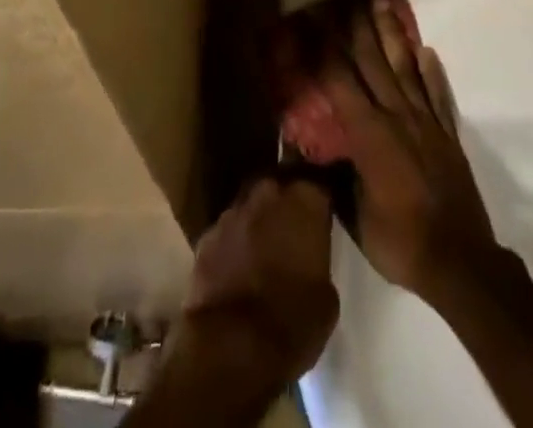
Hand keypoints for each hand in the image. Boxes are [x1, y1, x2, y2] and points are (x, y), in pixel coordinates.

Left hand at [176, 177, 339, 393]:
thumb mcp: (327, 298)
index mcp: (304, 201)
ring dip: (256, 225)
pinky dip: (232, 246)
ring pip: (250, 209)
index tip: (320, 219)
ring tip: (261, 255)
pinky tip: (235, 271)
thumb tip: (309, 261)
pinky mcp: (206, 236)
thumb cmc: (292, 322)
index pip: (317, 186)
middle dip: (284, 207)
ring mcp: (232, 212)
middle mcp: (268, 193)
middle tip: (290, 235)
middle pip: (279, 189)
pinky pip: (226, 234)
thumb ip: (318, 262)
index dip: (318, 204)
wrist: (231, 346)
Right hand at [321, 0, 506, 310]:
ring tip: (382, 4)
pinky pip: (437, 94)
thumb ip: (333, 179)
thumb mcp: (354, 216)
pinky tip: (426, 51)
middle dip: (356, 28)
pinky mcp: (447, 134)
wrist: (461, 262)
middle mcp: (396, 116)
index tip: (312, 21)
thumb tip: (306, 157)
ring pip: (405, 68)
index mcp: (369, 134)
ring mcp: (425, 122)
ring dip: (392, 34)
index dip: (324, 49)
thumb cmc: (400, 242)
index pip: (340, 81)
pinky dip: (431, 71)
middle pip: (372, 62)